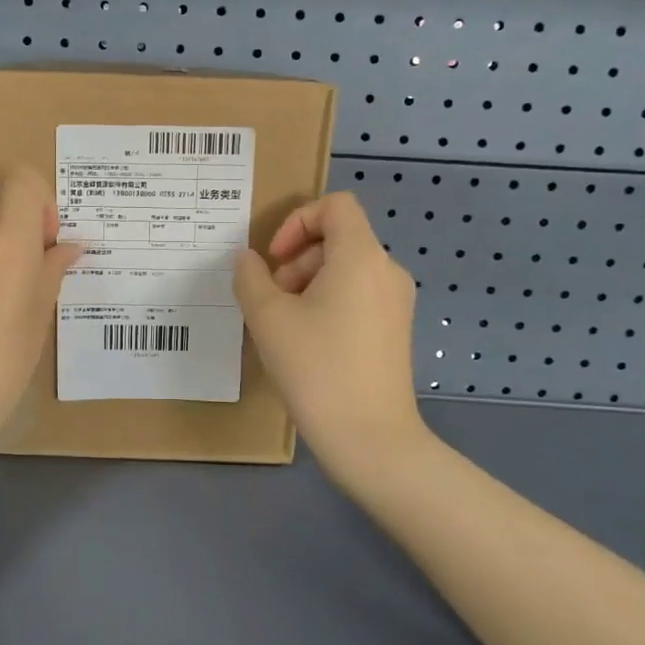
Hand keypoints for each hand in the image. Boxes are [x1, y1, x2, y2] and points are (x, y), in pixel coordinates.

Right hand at [234, 192, 428, 471]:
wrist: (371, 439)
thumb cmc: (317, 368)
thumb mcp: (268, 318)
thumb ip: (250, 278)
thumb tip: (248, 261)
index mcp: (361, 257)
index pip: (335, 205)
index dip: (297, 221)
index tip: (274, 260)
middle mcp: (387, 271)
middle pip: (338, 239)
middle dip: (296, 260)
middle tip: (270, 299)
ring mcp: (396, 303)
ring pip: (345, 270)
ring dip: (307, 284)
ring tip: (283, 326)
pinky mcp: (396, 331)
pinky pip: (357, 297)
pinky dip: (327, 304)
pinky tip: (306, 343)